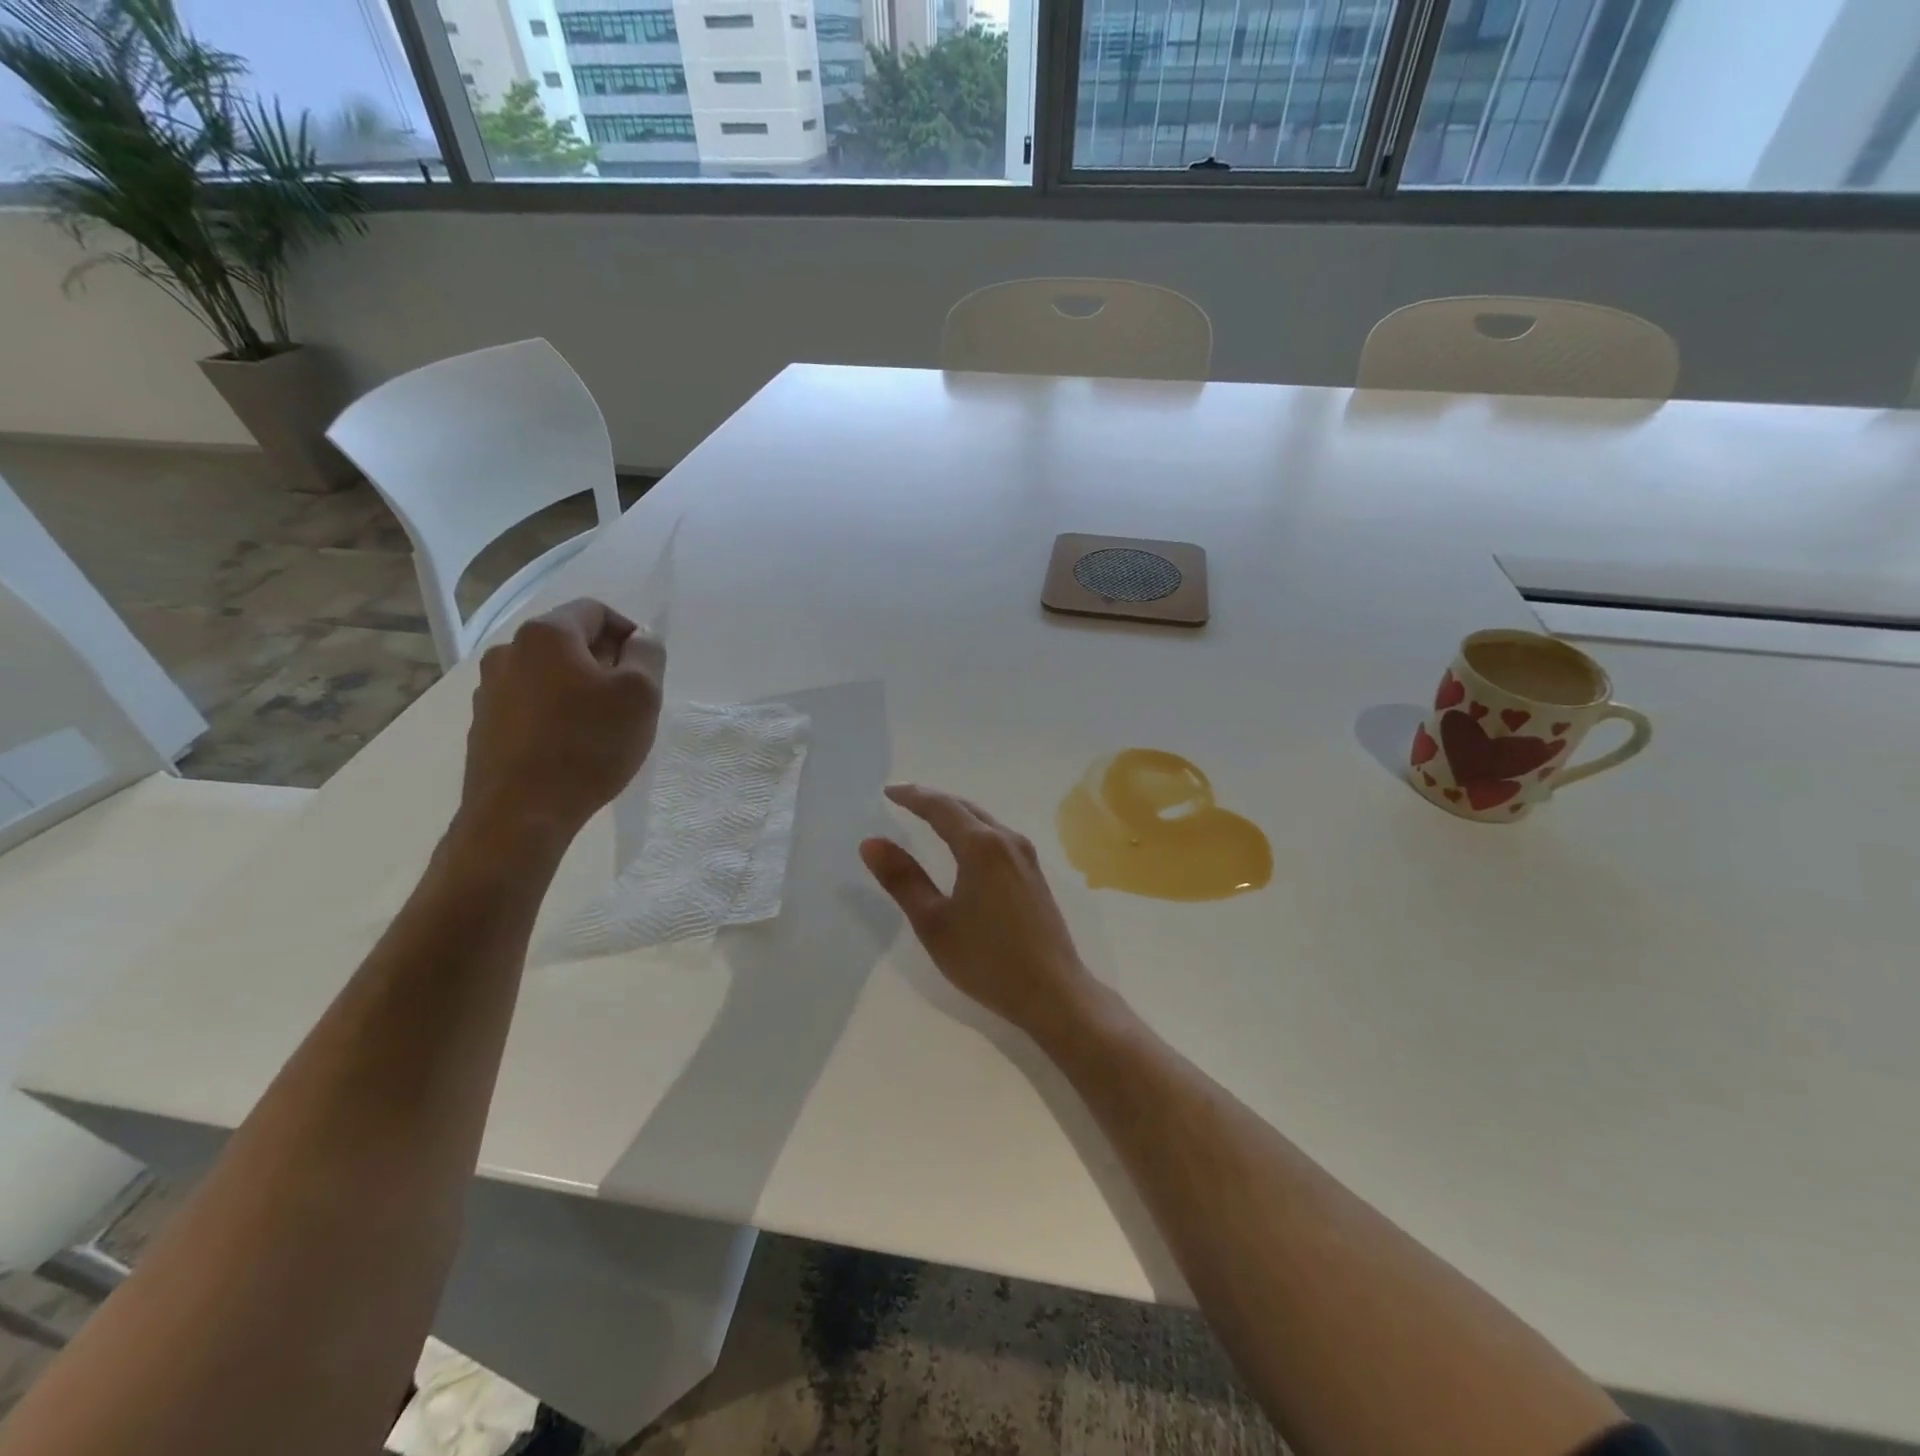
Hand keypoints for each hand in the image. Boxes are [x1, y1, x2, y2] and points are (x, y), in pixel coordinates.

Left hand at [457, 599, 663, 849]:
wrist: (520, 814)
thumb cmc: (588, 745)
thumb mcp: (641, 695)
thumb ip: (648, 654)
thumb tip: (640, 638)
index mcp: (546, 633)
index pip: (597, 611)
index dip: (630, 634)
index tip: (647, 671)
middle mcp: (508, 651)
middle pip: (570, 642)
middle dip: (605, 663)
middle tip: (630, 701)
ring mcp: (489, 689)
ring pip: (549, 674)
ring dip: (578, 689)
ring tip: (601, 727)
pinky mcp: (484, 724)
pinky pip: (530, 704)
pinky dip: (555, 713)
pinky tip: (571, 746)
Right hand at [861, 785, 1095, 1036]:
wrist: (1054, 992)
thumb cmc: (987, 959)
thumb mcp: (934, 922)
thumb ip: (903, 879)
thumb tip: (871, 842)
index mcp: (981, 846)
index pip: (941, 807)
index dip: (913, 796)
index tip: (888, 791)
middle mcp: (1007, 841)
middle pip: (966, 808)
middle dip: (934, 800)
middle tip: (904, 799)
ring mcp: (1026, 857)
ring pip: (985, 821)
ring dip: (956, 814)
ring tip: (929, 817)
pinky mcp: (1035, 875)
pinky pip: (997, 837)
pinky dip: (973, 830)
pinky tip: (965, 847)